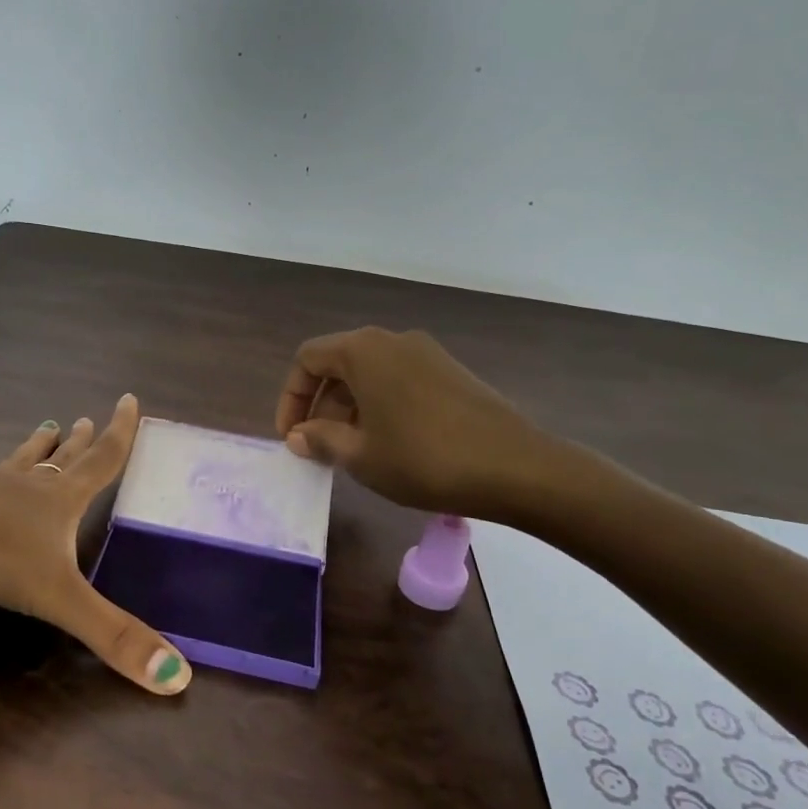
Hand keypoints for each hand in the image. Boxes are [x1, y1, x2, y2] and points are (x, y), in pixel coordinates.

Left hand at [0, 395, 191, 695]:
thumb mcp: (58, 596)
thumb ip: (113, 635)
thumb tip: (179, 677)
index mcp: (58, 501)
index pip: (102, 460)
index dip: (121, 433)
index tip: (129, 399)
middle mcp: (25, 487)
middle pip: (61, 460)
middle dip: (79, 443)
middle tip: (86, 420)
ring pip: (17, 461)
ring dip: (35, 447)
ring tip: (47, 426)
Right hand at [274, 327, 571, 521]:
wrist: (517, 468)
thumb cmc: (424, 459)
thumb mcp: (361, 456)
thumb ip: (320, 440)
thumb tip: (298, 436)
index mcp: (363, 351)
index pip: (307, 359)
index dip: (291, 398)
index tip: (292, 438)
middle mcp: (392, 340)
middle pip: (339, 364)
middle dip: (320, 406)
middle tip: (319, 449)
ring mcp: (426, 353)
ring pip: (369, 374)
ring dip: (349, 408)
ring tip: (352, 452)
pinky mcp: (450, 371)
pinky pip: (398, 380)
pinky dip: (380, 405)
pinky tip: (390, 444)